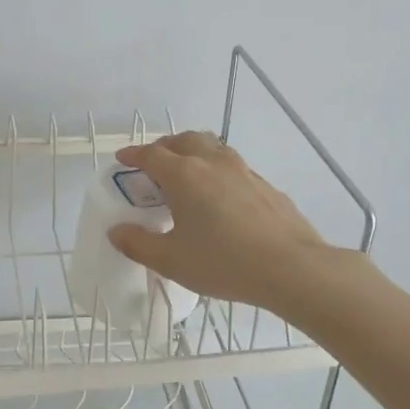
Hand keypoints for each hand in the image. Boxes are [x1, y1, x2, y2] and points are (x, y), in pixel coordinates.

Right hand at [106, 132, 334, 314]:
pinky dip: (217, 171)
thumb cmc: (223, 263)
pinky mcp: (265, 185)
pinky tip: (220, 197)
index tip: (122, 159)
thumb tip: (117, 231)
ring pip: (212, 147)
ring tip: (186, 174)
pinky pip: (233, 167)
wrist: (292, 268)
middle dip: (164, 147)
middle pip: (183, 140)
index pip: (151, 154)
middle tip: (153, 164)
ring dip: (193, 153)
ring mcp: (243, 171)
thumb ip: (138, 244)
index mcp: (184, 175)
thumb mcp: (171, 261)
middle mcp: (212, 163)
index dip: (133, 155)